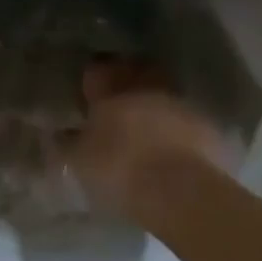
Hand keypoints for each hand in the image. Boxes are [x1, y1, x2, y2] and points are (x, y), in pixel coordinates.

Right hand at [66, 60, 230, 222]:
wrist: (182, 191)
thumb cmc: (121, 169)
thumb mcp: (80, 162)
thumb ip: (67, 143)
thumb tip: (57, 132)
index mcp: (111, 87)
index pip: (97, 70)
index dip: (92, 79)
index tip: (88, 93)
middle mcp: (144, 84)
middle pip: (133, 73)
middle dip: (125, 83)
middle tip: (117, 101)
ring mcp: (177, 101)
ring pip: (160, 91)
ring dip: (153, 102)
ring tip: (145, 123)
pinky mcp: (205, 124)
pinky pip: (184, 117)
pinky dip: (177, 125)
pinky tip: (172, 143)